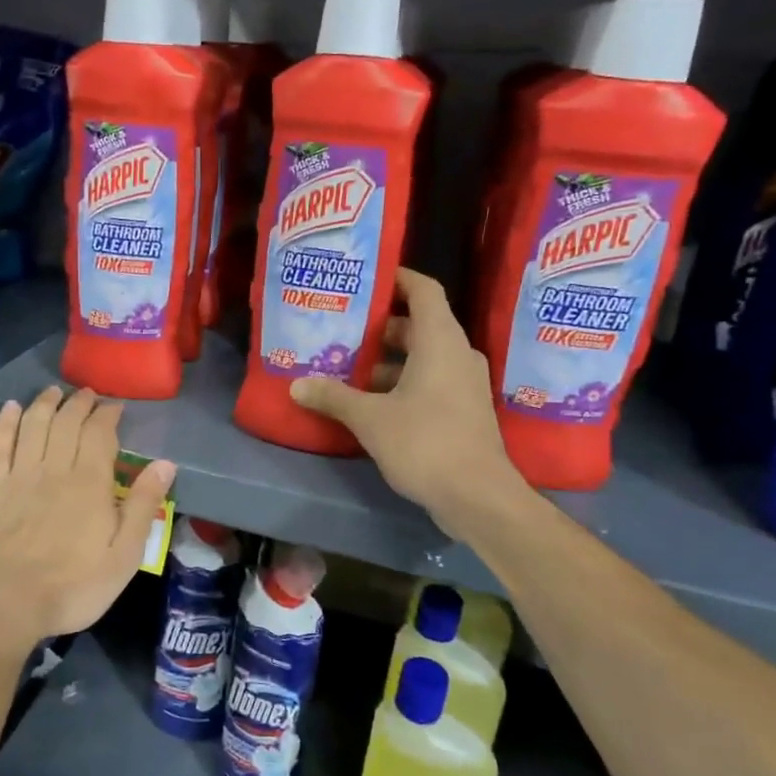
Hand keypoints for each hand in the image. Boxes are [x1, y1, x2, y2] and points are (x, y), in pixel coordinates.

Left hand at [0, 386, 175, 653]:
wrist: (1, 606)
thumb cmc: (71, 588)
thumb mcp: (123, 557)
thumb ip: (144, 507)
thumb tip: (165, 464)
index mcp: (89, 483)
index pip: (99, 433)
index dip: (108, 414)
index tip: (115, 405)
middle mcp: (54, 469)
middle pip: (67, 422)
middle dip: (79, 403)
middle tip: (88, 394)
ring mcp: (19, 476)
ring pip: (34, 425)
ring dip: (46, 403)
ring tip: (55, 391)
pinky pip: (0, 445)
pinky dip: (6, 422)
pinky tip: (11, 408)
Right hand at [290, 267, 523, 537]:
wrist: (478, 497)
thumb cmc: (425, 443)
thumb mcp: (370, 419)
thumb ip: (333, 397)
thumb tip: (297, 385)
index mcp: (440, 341)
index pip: (424, 290)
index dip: (398, 278)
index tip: (367, 278)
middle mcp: (457, 354)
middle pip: (418, 325)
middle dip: (380, 326)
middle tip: (342, 327)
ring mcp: (464, 384)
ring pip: (423, 357)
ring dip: (387, 360)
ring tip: (346, 365)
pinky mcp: (463, 411)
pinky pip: (429, 381)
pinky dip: (401, 383)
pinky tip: (368, 401)